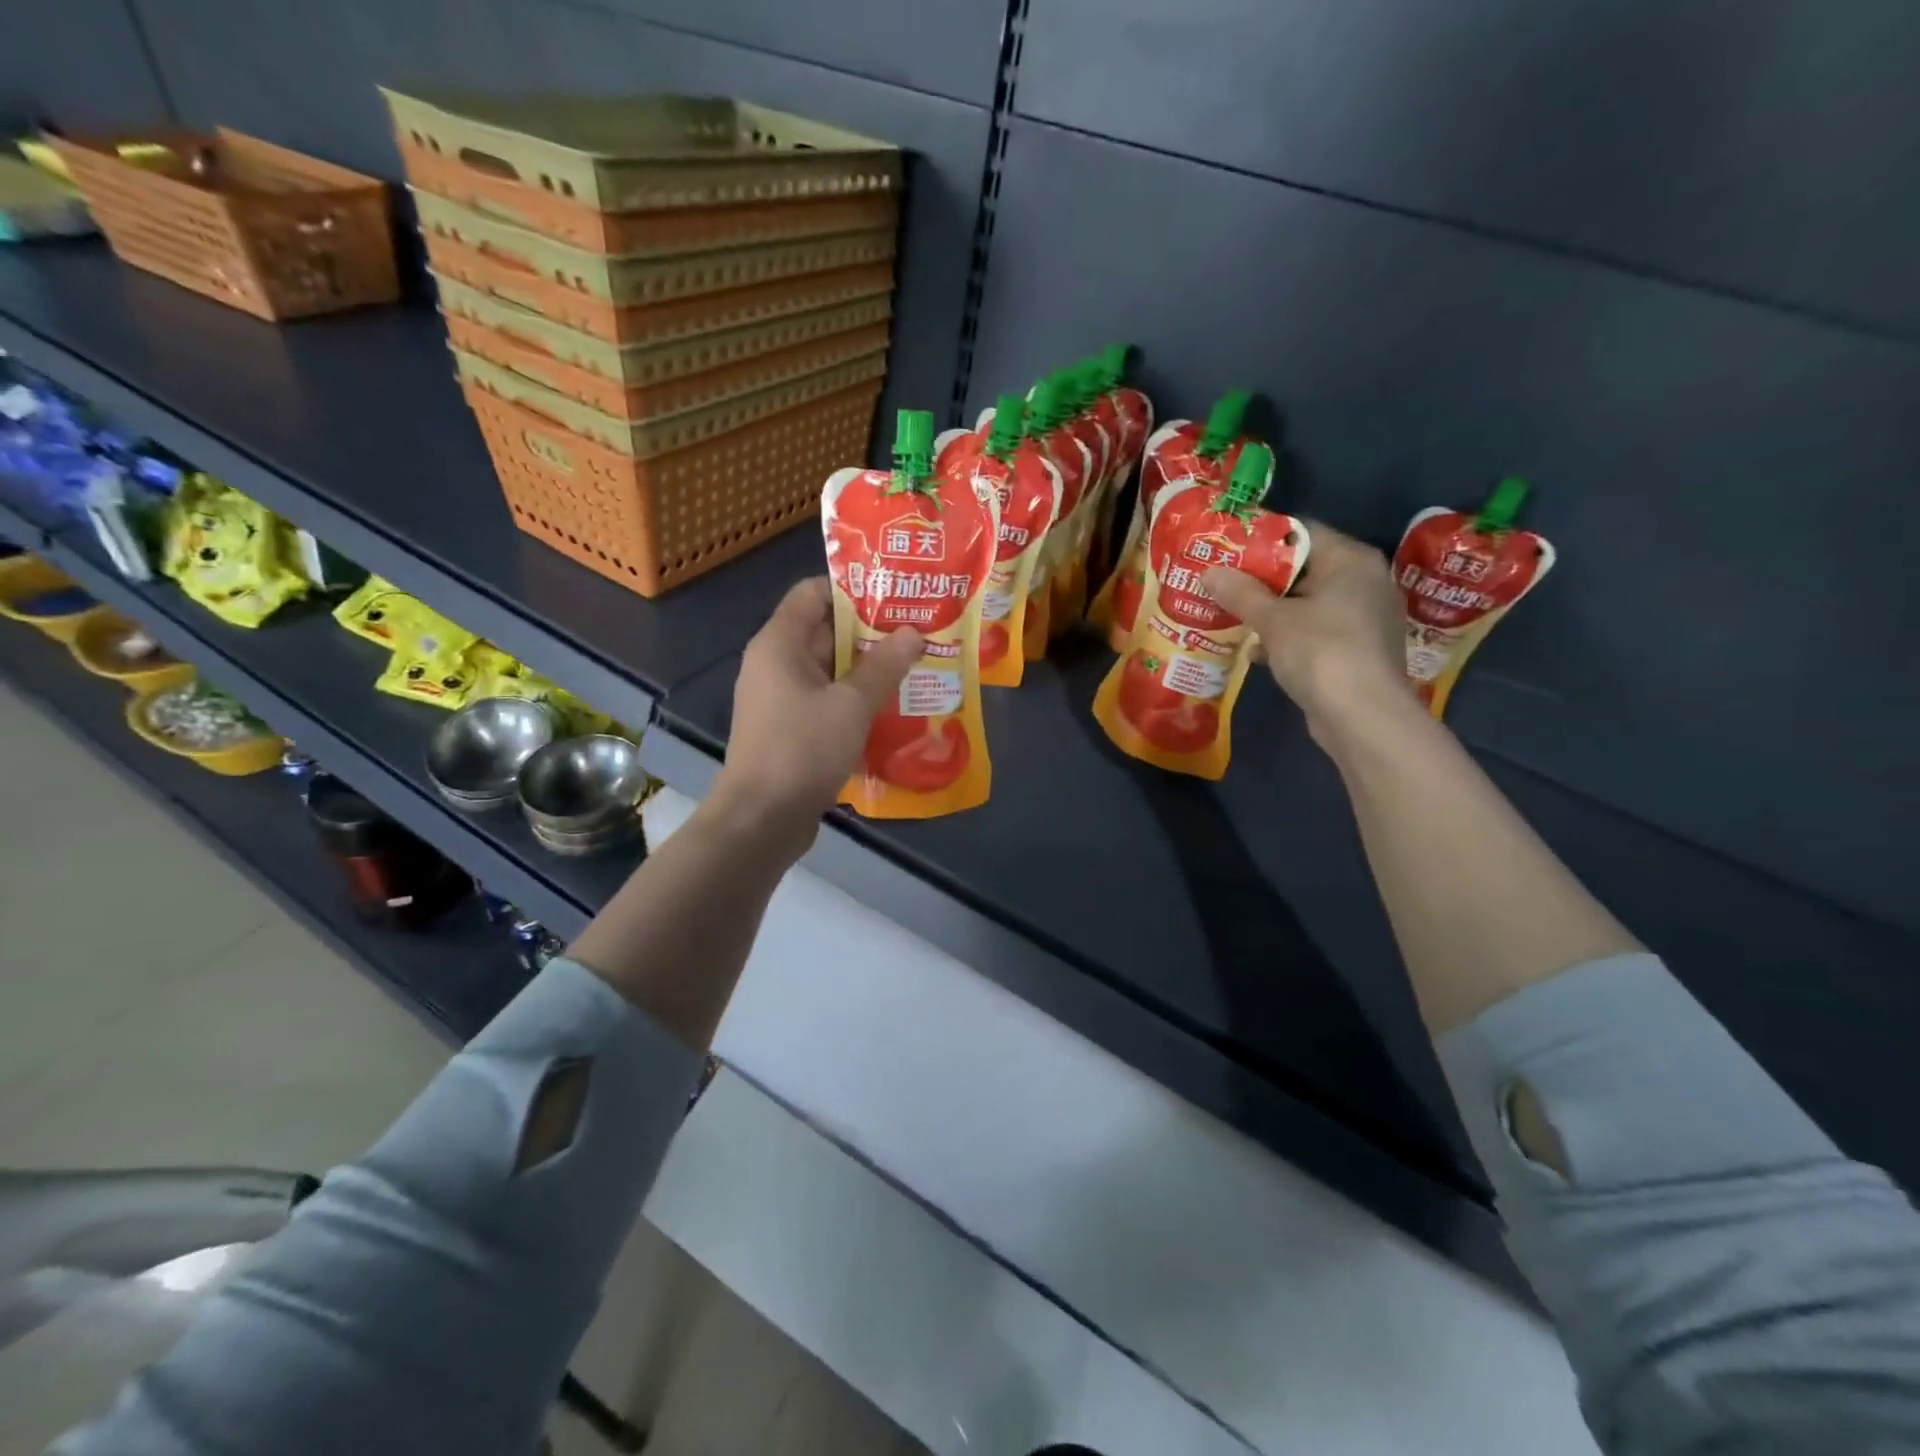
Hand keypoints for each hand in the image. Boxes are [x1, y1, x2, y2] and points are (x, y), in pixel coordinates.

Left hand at [707, 577, 920, 849]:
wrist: (761, 819)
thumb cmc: (803, 749)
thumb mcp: (852, 704)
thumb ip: (884, 666)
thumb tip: (913, 633)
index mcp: (779, 643)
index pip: (812, 592)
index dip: (853, 589)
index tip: (896, 597)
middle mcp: (774, 664)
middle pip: (824, 631)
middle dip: (870, 631)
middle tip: (918, 633)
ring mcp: (780, 699)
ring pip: (828, 670)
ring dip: (867, 669)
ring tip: (915, 667)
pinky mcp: (788, 729)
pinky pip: (825, 700)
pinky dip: (854, 699)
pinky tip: (891, 707)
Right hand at [1204, 524, 1414, 741]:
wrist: (1363, 716)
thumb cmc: (1321, 652)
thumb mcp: (1273, 620)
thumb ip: (1240, 593)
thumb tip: (1210, 572)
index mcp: (1351, 560)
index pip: (1302, 533)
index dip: (1262, 539)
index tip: (1228, 549)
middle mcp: (1365, 581)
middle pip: (1305, 569)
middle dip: (1262, 580)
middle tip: (1223, 583)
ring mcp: (1365, 618)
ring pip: (1308, 604)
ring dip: (1272, 612)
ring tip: (1232, 616)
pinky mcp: (1358, 650)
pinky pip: (1316, 632)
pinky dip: (1287, 638)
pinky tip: (1257, 652)